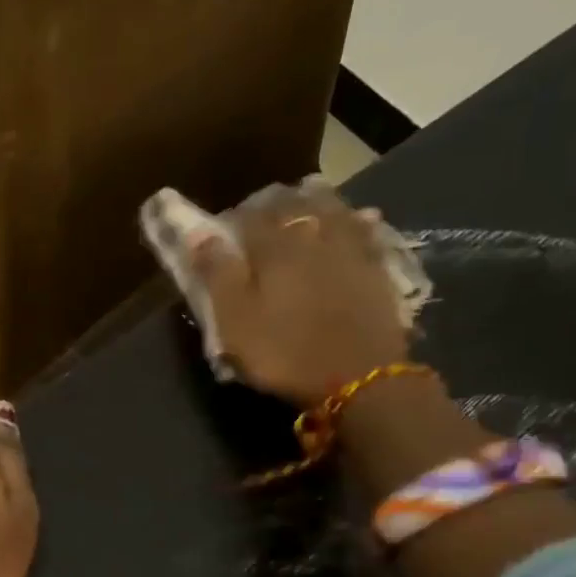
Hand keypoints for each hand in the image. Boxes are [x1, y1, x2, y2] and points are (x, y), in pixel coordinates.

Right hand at [192, 189, 409, 408]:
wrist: (360, 378)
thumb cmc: (285, 352)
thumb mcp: (236, 321)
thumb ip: (216, 274)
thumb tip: (197, 232)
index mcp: (273, 247)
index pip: (247, 217)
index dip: (231, 218)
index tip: (221, 227)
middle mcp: (313, 235)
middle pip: (291, 204)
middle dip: (272, 203)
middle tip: (259, 210)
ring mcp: (351, 248)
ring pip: (331, 208)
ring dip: (314, 200)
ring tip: (303, 198)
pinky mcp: (378, 267)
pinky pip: (365, 230)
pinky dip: (355, 220)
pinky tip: (356, 218)